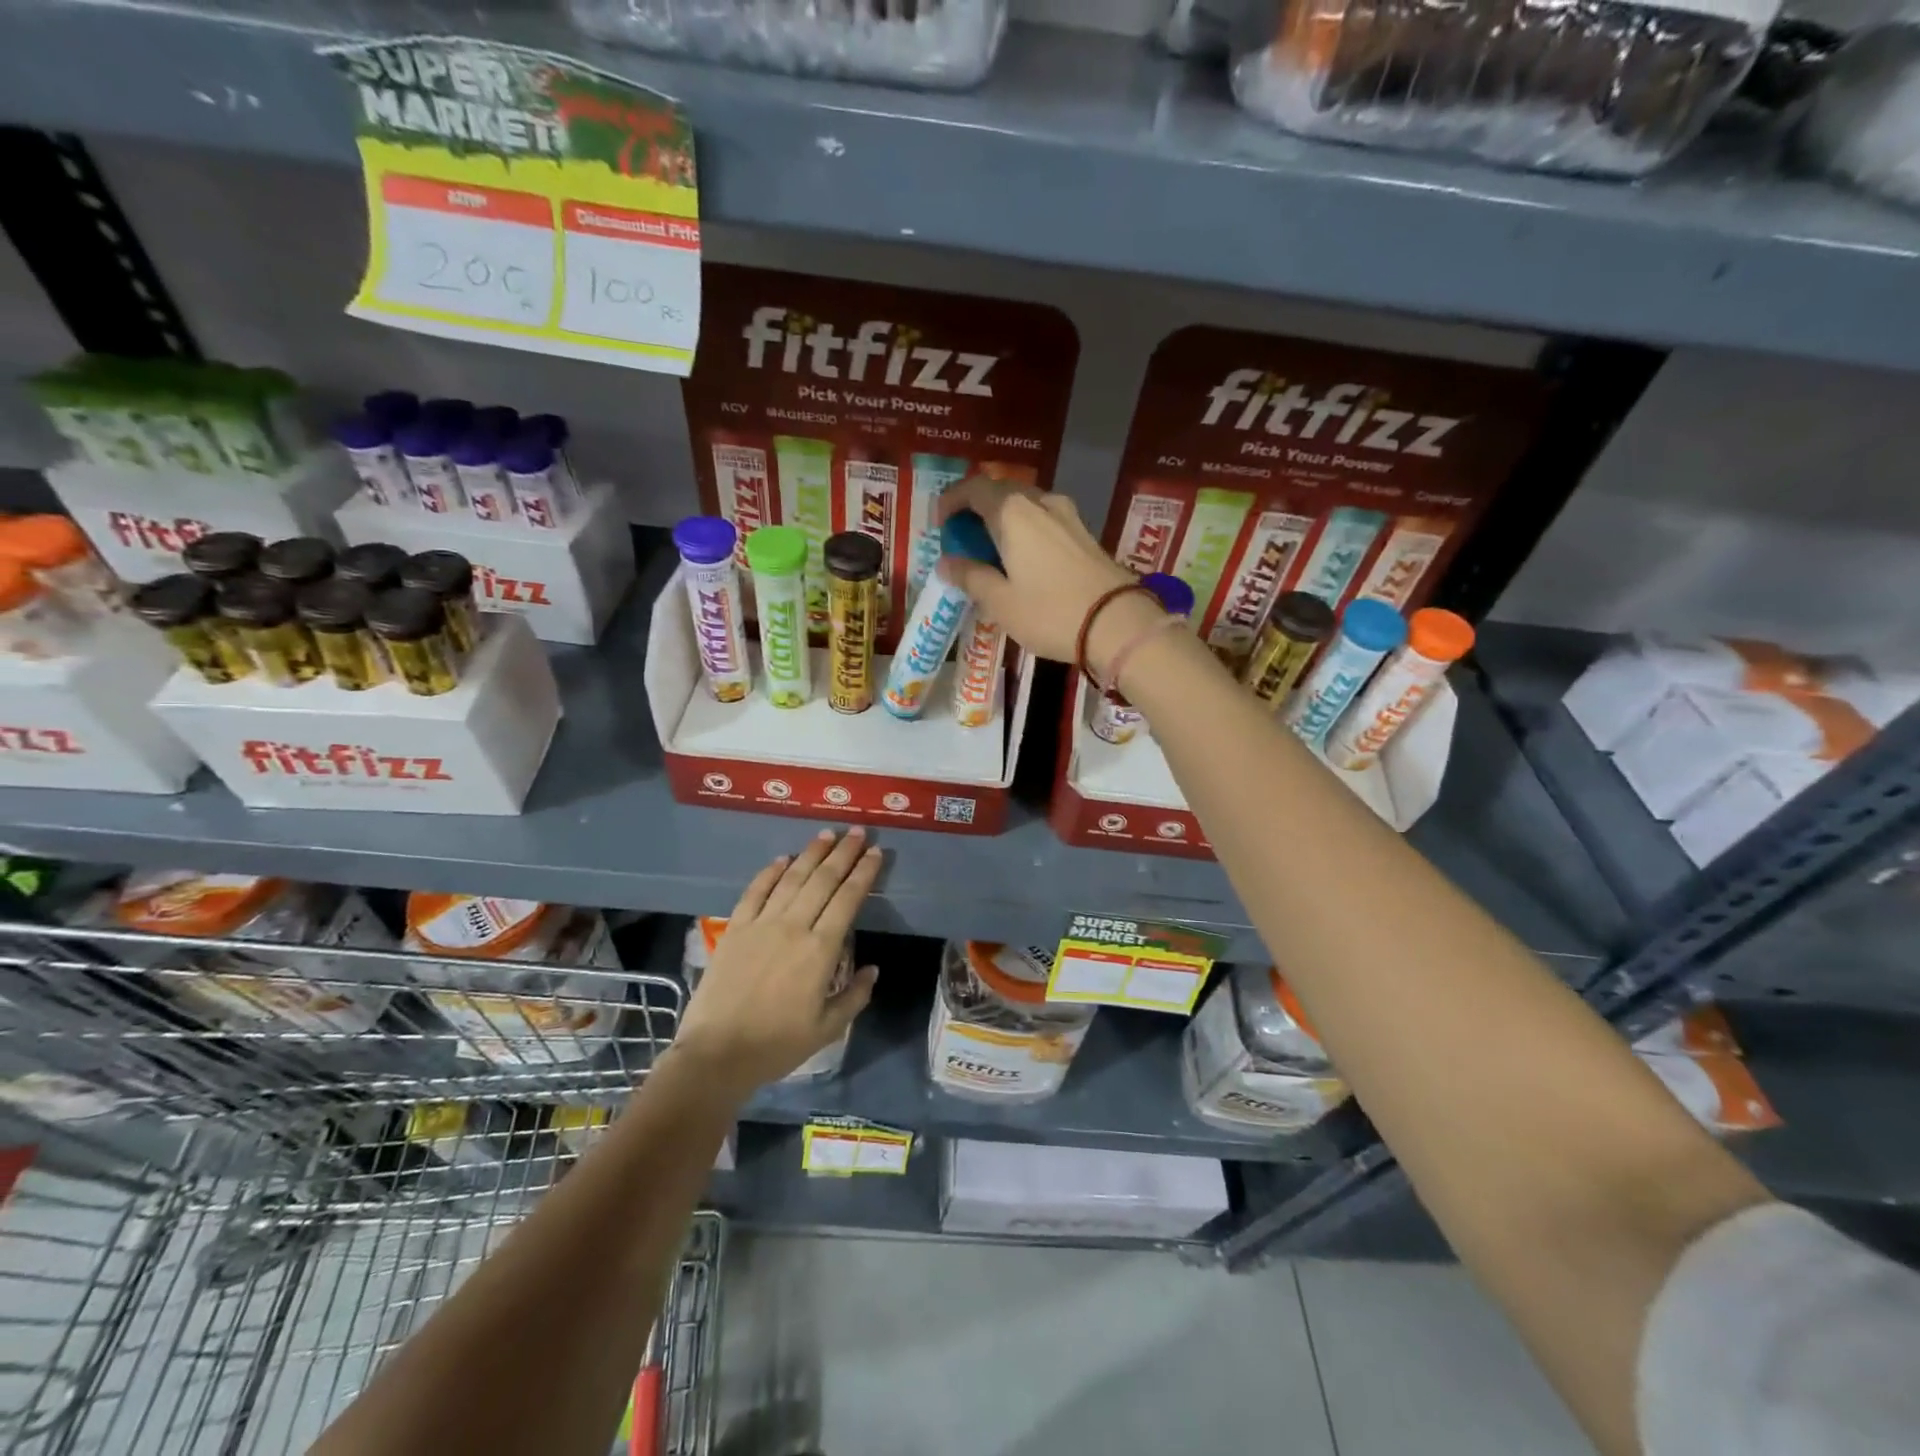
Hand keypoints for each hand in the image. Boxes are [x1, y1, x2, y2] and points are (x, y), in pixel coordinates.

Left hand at [671, 828, 881, 1098]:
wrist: (717, 1054)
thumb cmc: (777, 1045)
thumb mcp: (827, 1029)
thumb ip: (854, 996)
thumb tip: (872, 969)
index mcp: (821, 950)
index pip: (848, 899)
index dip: (864, 873)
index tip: (876, 853)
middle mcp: (793, 927)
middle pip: (823, 880)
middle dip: (844, 853)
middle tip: (858, 832)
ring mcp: (761, 924)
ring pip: (791, 879)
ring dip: (811, 854)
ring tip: (827, 834)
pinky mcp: (735, 929)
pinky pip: (755, 892)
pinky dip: (770, 872)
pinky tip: (782, 858)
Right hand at [935, 474, 1165, 679]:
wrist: (1118, 623)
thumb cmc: (1050, 612)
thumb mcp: (1001, 602)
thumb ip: (970, 577)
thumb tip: (946, 563)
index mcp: (1013, 512)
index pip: (974, 488)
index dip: (952, 500)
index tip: (940, 523)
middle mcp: (1040, 502)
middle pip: (1001, 493)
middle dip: (977, 511)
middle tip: (964, 541)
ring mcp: (1068, 515)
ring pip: (1025, 507)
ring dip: (1003, 522)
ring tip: (992, 553)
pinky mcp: (1085, 533)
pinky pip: (1044, 521)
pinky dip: (1025, 532)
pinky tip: (1023, 560)